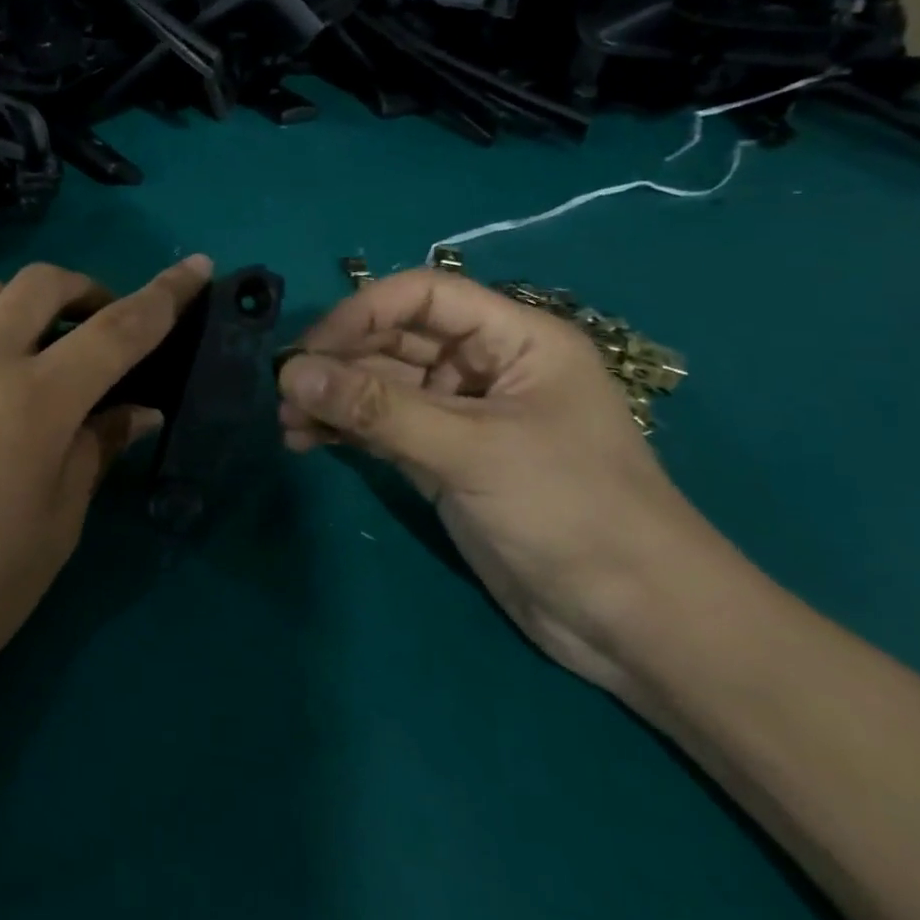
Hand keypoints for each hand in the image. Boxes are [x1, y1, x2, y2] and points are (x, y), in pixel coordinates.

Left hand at [0, 255, 212, 733]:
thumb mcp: (54, 529)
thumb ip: (96, 451)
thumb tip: (136, 410)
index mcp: (36, 402)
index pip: (120, 328)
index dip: (167, 294)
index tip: (197, 266)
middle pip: (43, 282)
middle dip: (85, 289)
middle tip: (97, 325)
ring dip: (22, 307)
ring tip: (29, 351)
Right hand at [277, 269, 735, 693]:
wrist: (634, 623)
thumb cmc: (571, 511)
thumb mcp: (471, 450)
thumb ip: (377, 409)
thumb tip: (289, 373)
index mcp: (514, 339)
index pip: (424, 296)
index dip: (362, 312)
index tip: (310, 350)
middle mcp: (485, 367)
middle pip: (395, 341)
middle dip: (339, 363)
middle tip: (284, 393)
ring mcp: (462, 416)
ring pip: (382, 388)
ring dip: (334, 400)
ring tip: (288, 423)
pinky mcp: (445, 460)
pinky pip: (384, 429)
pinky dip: (346, 432)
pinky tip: (307, 442)